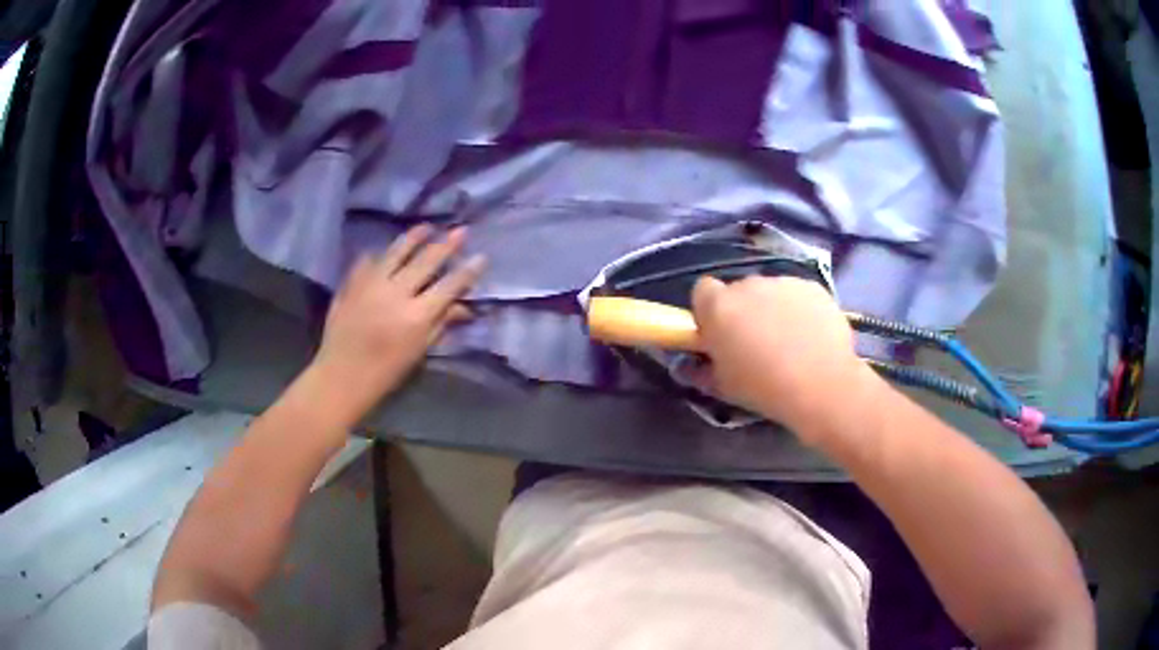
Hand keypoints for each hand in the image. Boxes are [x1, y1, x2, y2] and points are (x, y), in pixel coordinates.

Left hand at [310, 225, 484, 422]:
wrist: (342, 375)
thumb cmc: (386, 372)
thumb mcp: (419, 351)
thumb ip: (441, 324)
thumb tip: (464, 307)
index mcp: (417, 316)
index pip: (449, 285)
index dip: (468, 271)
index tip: (481, 257)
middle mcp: (396, 293)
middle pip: (426, 261)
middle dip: (447, 244)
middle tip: (461, 230)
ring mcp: (372, 284)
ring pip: (397, 252)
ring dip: (415, 237)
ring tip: (427, 227)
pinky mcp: (352, 283)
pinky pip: (369, 260)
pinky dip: (381, 254)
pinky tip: (386, 251)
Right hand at [691, 276, 873, 441]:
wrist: (821, 386)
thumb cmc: (763, 389)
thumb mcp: (722, 386)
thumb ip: (703, 368)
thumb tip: (694, 363)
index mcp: (719, 306)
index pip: (702, 291)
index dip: (708, 311)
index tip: (718, 333)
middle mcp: (748, 284)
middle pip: (739, 291)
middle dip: (744, 311)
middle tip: (755, 343)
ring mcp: (783, 283)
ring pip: (771, 292)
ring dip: (773, 310)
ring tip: (789, 343)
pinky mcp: (813, 288)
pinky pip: (798, 295)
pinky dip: (800, 311)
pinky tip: (811, 338)